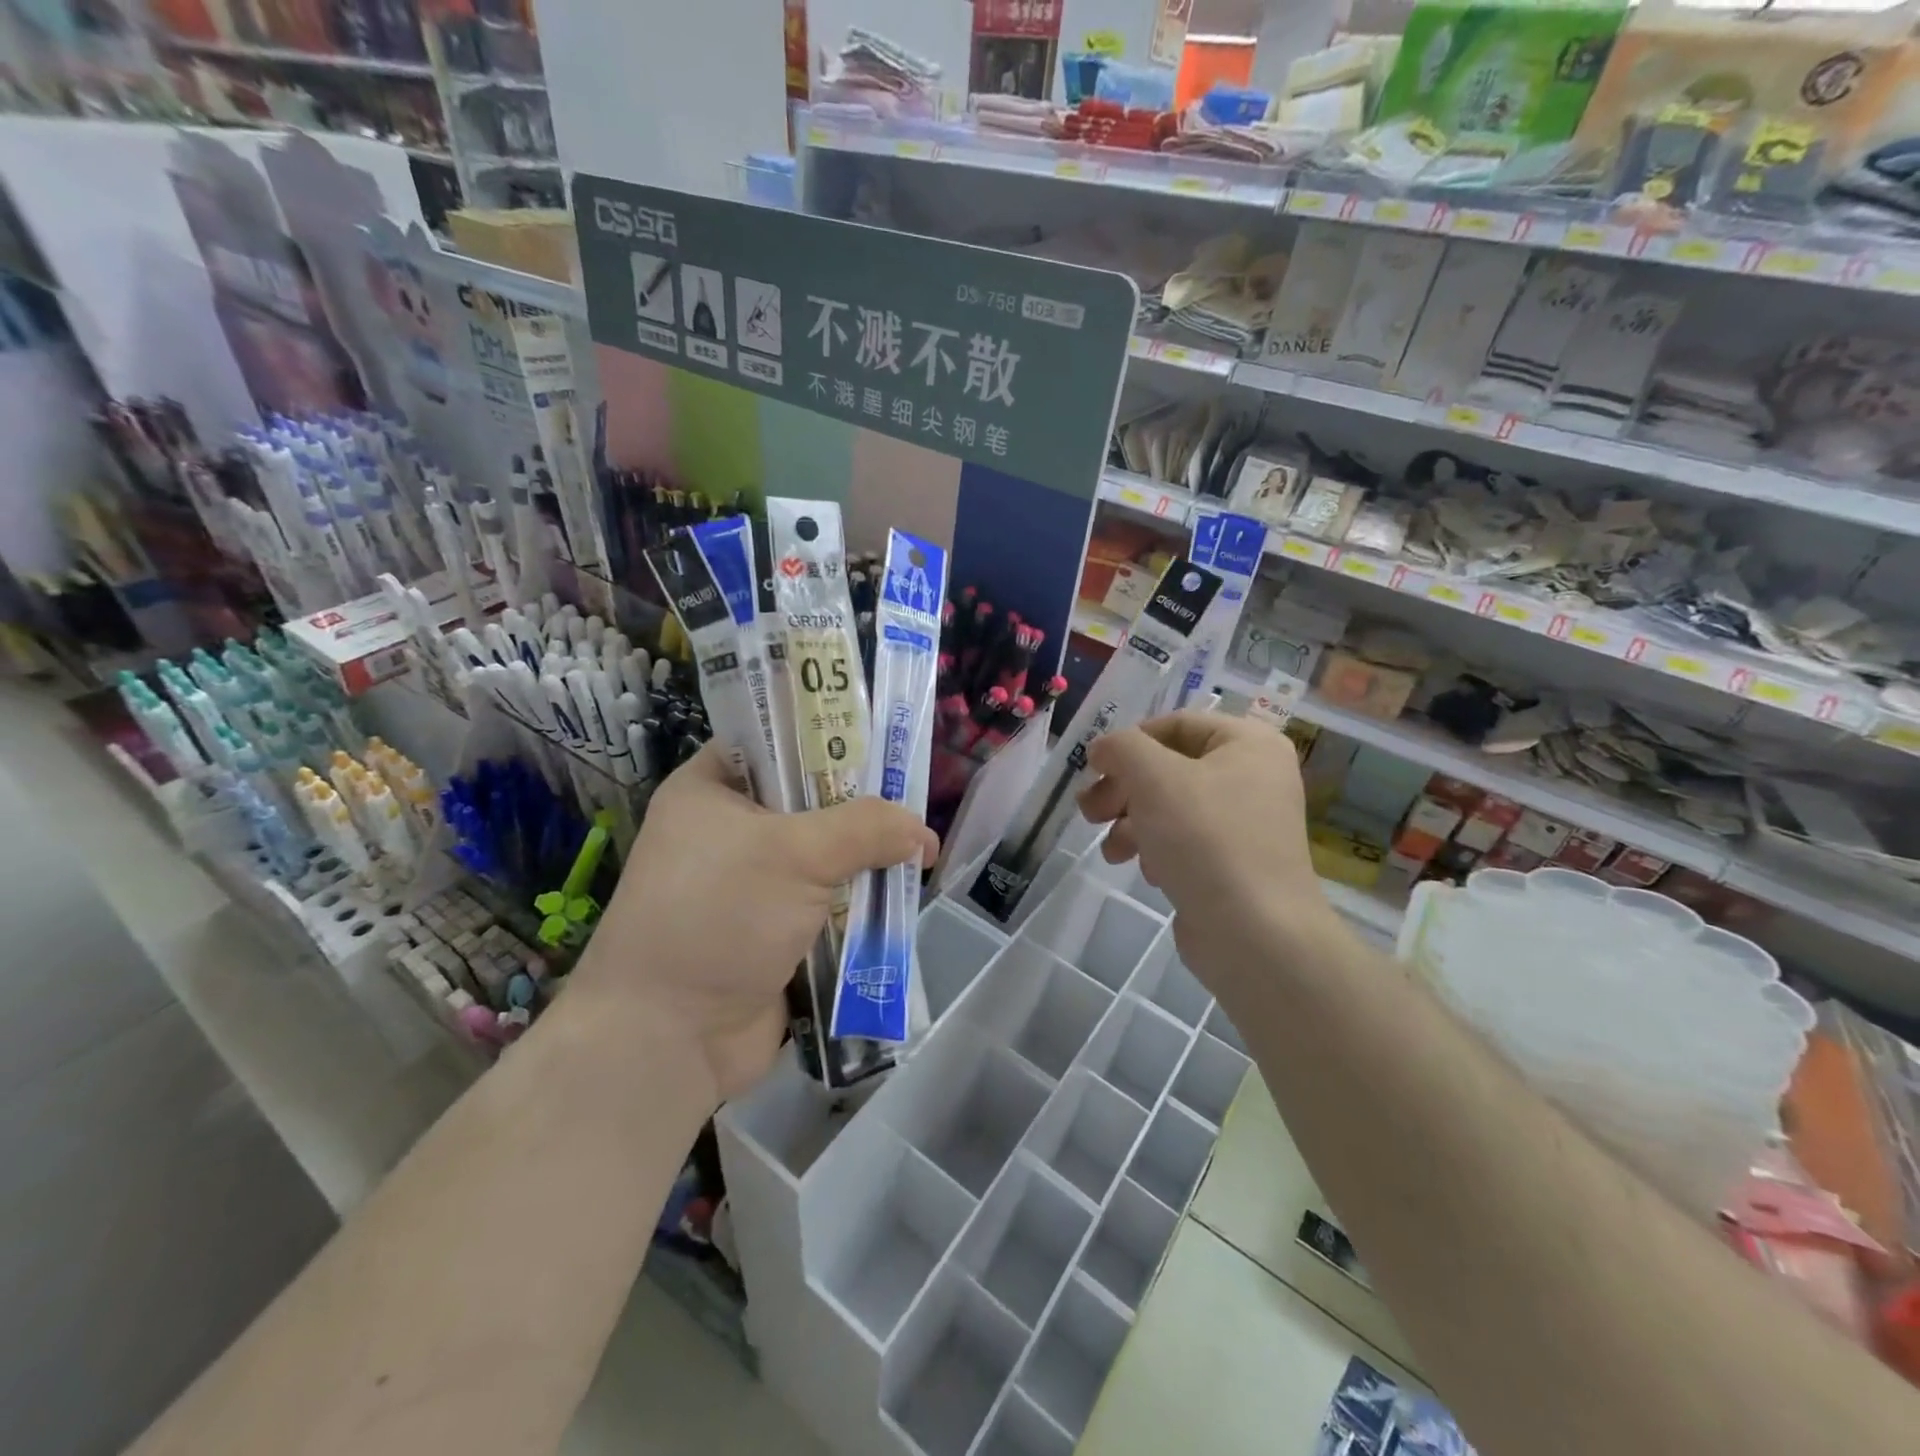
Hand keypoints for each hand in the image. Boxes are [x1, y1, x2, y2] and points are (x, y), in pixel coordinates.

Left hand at [571, 746, 937, 1105]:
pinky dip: (858, 904)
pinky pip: (826, 903)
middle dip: (861, 808)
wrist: (668, 1039)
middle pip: (809, 801)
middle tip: (913, 803)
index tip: (883, 748)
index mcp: (710, 790)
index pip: (775, 742)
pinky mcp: (772, 931)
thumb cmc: (718, 916)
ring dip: (865, 861)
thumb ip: (866, 829)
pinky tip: (899, 899)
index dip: (828, 739)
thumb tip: (923, 833)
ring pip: (824, 856)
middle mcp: (728, 831)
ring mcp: (750, 885)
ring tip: (918, 855)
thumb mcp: (795, 854)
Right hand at [1077, 712, 1335, 990]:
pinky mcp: (1231, 863)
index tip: (1093, 768)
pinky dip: (1155, 849)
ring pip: (1169, 806)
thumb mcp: (1154, 777)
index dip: (1128, 742)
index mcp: (1248, 744)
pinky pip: (1183, 841)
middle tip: (1089, 811)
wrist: (1254, 934)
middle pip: (1168, 767)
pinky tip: (1145, 870)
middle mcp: (1252, 776)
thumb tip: (1104, 749)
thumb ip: (1122, 748)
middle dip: (1122, 788)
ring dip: (1130, 822)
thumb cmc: (1206, 839)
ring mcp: (1244, 823)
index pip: (1174, 724)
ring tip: (1111, 850)